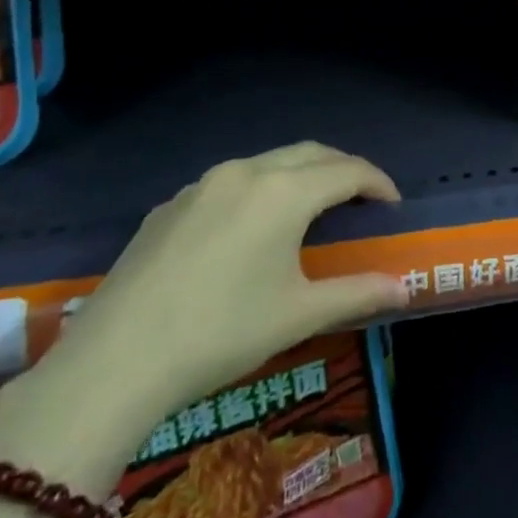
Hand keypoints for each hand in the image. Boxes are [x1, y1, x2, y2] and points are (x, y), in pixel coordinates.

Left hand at [40, 143, 407, 427]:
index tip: (393, 206)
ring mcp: (201, 186)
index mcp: (283, 192)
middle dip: (343, 169)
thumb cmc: (221, 333)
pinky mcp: (169, 206)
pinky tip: (250, 230)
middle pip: (310, 153)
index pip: (348, 171)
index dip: (378, 183)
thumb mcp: (298, 315)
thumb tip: (404, 289)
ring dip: (300, 175)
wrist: (113, 364)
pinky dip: (259, 190)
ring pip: (267, 163)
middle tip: (361, 200)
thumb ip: (358, 293)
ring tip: (312, 210)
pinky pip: (229, 183)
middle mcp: (245, 173)